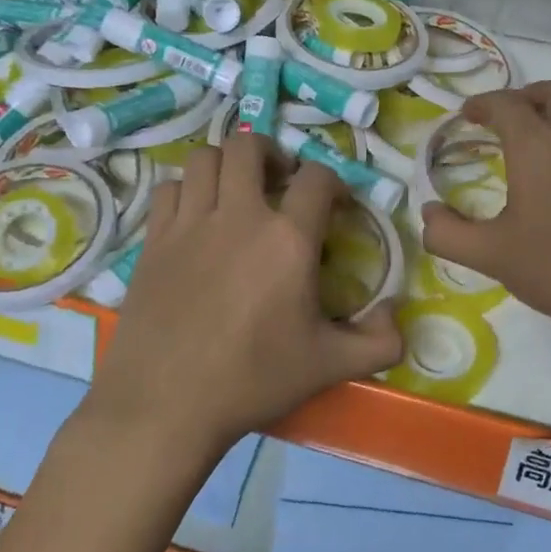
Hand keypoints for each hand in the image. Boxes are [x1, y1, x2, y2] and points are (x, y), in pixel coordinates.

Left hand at [89, 131, 402, 454]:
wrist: (166, 405)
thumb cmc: (253, 381)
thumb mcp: (330, 366)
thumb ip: (380, 341)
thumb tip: (396, 313)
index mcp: (288, 239)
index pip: (317, 178)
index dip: (332, 182)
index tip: (335, 205)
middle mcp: (239, 216)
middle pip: (250, 146)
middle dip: (271, 154)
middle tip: (279, 182)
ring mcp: (190, 223)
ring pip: (204, 158)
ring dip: (226, 165)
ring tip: (235, 192)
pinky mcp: (154, 240)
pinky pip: (168, 188)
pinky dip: (186, 190)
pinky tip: (195, 217)